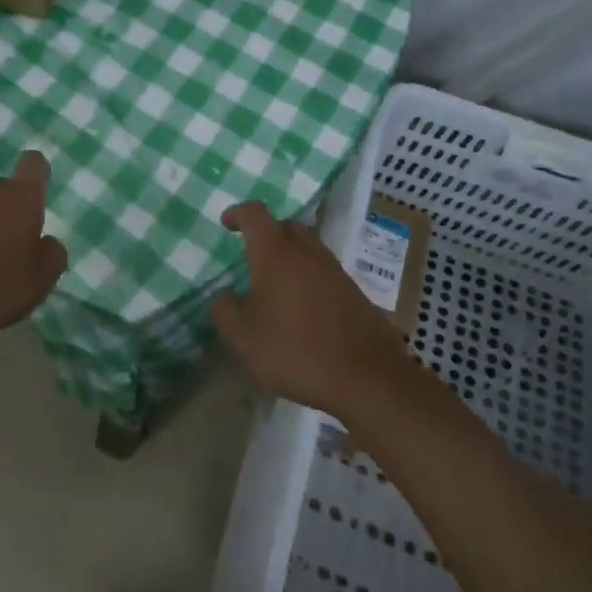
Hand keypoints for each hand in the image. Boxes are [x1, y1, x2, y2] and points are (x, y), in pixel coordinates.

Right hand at [210, 201, 408, 419]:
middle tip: (251, 255)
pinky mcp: (354, 292)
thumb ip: (225, 311)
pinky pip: (324, 270)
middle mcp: (307, 253)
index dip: (238, 213)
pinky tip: (302, 306)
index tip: (226, 223)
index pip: (255, 214)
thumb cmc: (296, 352)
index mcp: (276, 255)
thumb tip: (223, 294)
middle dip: (266, 232)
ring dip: (290, 254)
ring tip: (275, 283)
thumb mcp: (244, 339)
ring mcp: (335, 271)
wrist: (368, 379)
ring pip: (308, 246)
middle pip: (285, 225)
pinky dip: (308, 276)